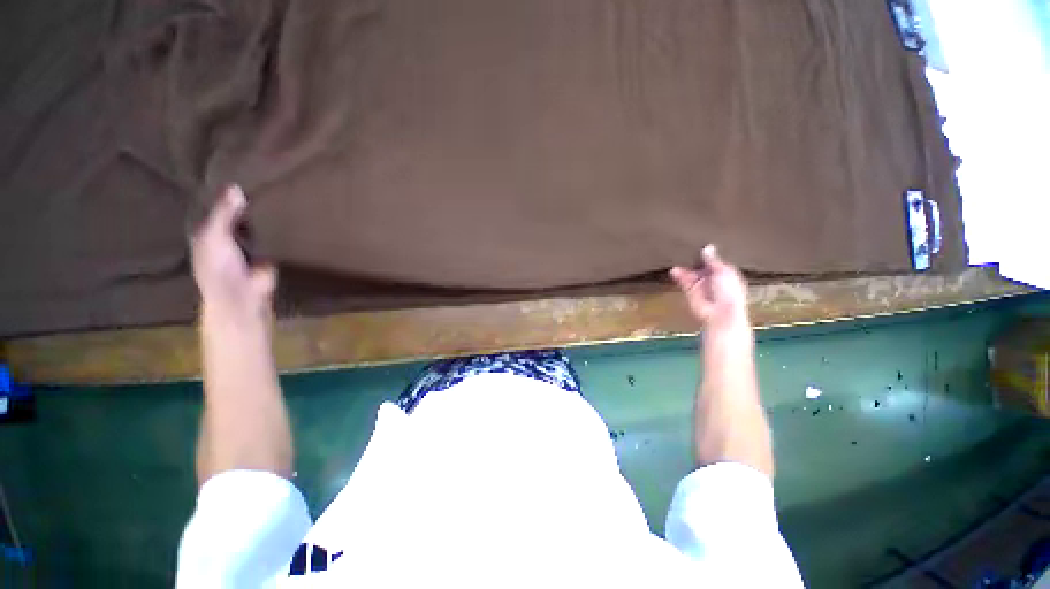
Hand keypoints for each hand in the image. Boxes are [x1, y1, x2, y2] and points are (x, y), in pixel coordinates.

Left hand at [191, 185, 276, 319]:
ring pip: (257, 223)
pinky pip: (274, 235)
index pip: (217, 207)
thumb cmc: (219, 267)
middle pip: (239, 213)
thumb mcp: (215, 236)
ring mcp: (250, 243)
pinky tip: (289, 214)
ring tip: (279, 192)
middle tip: (263, 179)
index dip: (224, 193)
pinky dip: (279, 228)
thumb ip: (224, 213)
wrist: (244, 295)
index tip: (238, 172)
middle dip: (247, 201)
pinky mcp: (270, 250)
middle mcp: (228, 234)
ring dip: (265, 214)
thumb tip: (236, 186)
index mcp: (209, 231)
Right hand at [670, 245, 748, 329]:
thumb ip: (713, 260)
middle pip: (701, 266)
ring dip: (685, 267)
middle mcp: (712, 279)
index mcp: (726, 273)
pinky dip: (679, 276)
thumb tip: (708, 247)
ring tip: (677, 257)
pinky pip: (683, 281)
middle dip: (694, 259)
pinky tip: (674, 269)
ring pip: (691, 273)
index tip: (700, 243)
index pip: (715, 261)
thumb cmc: (729, 292)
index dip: (708, 254)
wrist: (720, 313)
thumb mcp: (723, 271)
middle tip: (685, 247)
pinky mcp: (690, 291)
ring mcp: (701, 285)